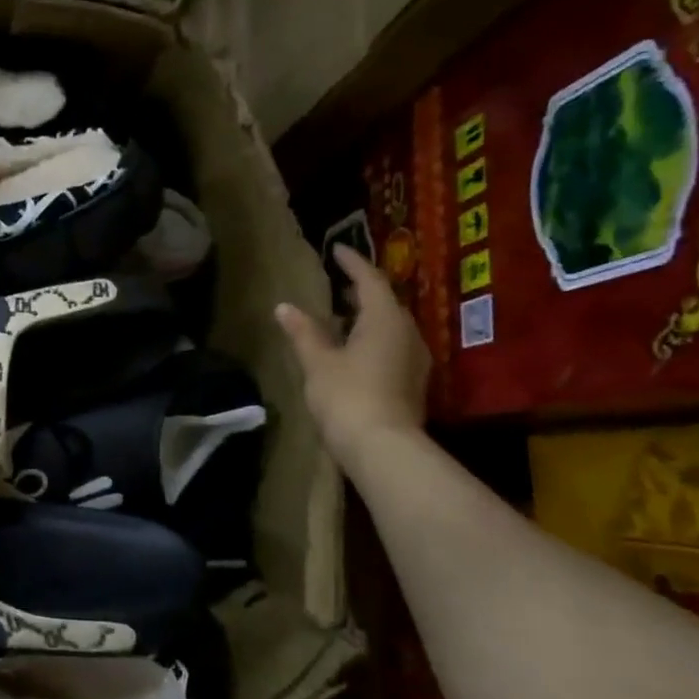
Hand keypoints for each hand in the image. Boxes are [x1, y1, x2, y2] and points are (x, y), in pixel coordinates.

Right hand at [276, 246, 429, 465]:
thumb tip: (284, 307)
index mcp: (384, 318)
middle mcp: (407, 332)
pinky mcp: (412, 381)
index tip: (337, 250)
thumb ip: (303, 332)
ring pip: (390, 325)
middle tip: (338, 283)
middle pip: (384, 301)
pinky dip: (373, 337)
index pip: (369, 279)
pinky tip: (353, 348)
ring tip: (341, 315)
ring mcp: (414, 358)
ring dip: (367, 316)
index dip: (352, 262)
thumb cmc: (347, 395)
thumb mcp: (318, 361)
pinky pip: (392, 345)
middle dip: (361, 290)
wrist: (383, 448)